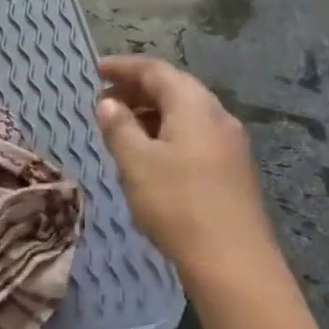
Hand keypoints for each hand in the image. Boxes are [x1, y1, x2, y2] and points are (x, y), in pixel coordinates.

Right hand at [94, 56, 277, 277]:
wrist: (233, 261)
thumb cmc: (177, 204)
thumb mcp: (136, 163)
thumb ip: (119, 127)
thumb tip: (107, 102)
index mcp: (194, 106)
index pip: (156, 70)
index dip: (124, 67)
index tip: (95, 71)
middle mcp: (217, 116)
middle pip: (174, 89)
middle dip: (137, 90)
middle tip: (104, 102)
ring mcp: (229, 144)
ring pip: (185, 114)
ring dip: (151, 114)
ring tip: (120, 129)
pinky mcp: (232, 169)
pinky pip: (194, 136)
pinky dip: (167, 134)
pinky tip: (150, 157)